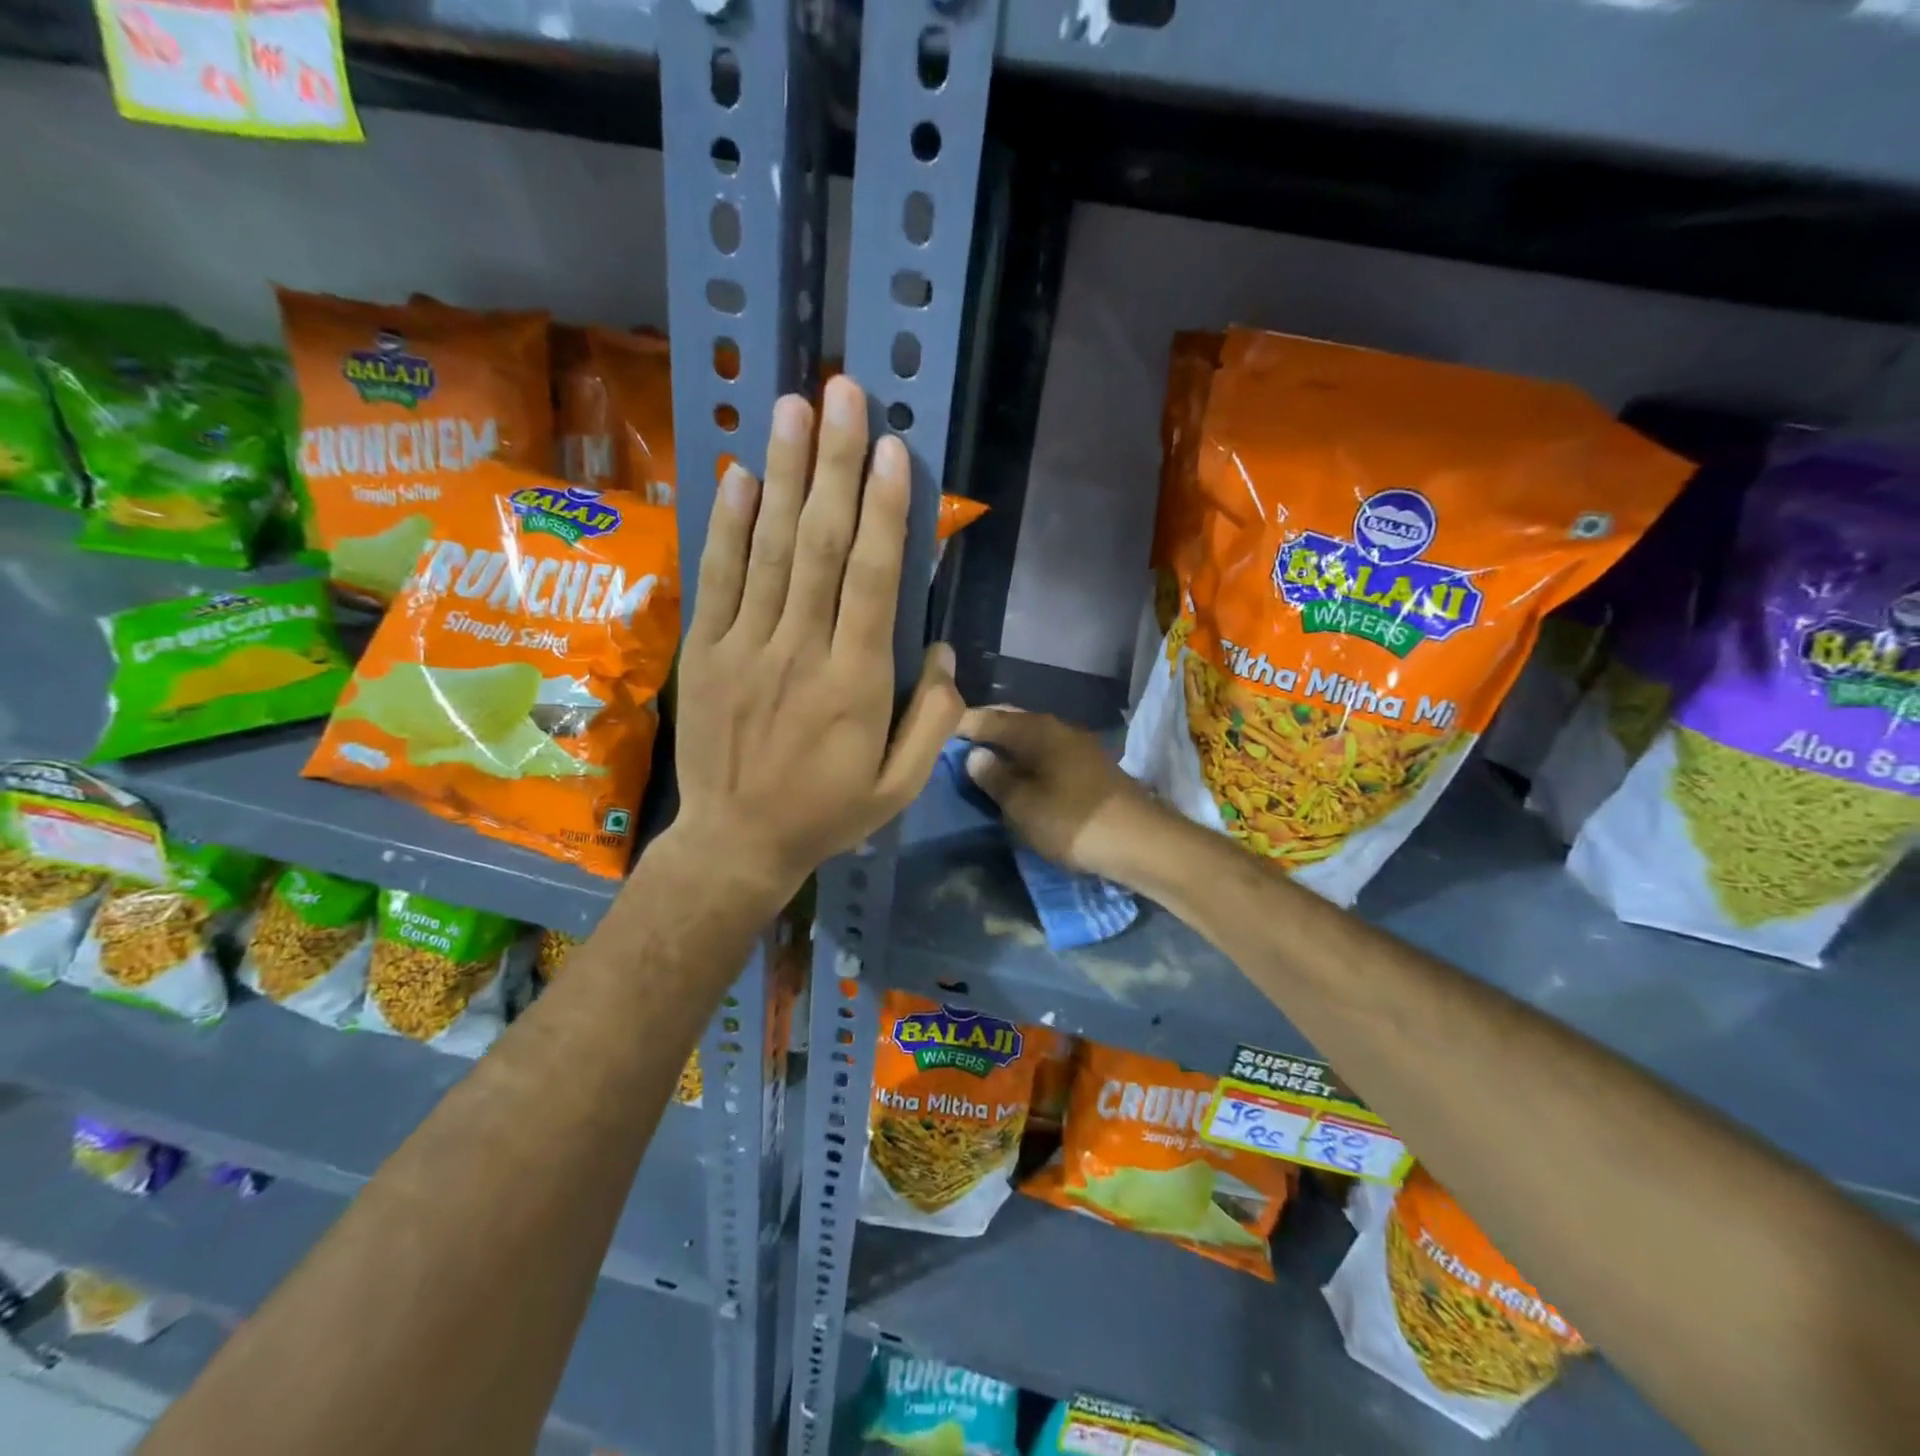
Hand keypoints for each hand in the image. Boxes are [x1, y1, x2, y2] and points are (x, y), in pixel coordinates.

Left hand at [669, 376, 962, 899]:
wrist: (737, 843)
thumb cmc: (827, 814)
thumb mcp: (900, 786)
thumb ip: (933, 719)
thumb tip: (942, 649)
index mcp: (855, 684)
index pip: (872, 580)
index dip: (883, 511)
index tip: (890, 448)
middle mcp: (800, 651)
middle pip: (818, 545)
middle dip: (834, 465)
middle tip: (842, 392)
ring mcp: (746, 647)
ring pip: (767, 549)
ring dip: (782, 473)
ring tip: (793, 407)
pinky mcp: (707, 652)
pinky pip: (718, 578)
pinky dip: (727, 524)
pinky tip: (740, 474)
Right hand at [958, 707, 1172, 884]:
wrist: (1140, 841)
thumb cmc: (1072, 820)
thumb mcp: (1022, 805)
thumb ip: (994, 778)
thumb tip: (975, 755)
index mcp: (1036, 730)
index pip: (989, 718)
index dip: (962, 724)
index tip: (936, 734)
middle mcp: (1057, 728)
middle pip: (1013, 723)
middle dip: (985, 733)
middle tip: (956, 750)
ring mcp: (1078, 746)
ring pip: (1031, 739)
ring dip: (1008, 748)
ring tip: (983, 766)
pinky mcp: (1090, 767)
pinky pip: (1047, 754)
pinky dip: (1027, 761)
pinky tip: (1019, 778)